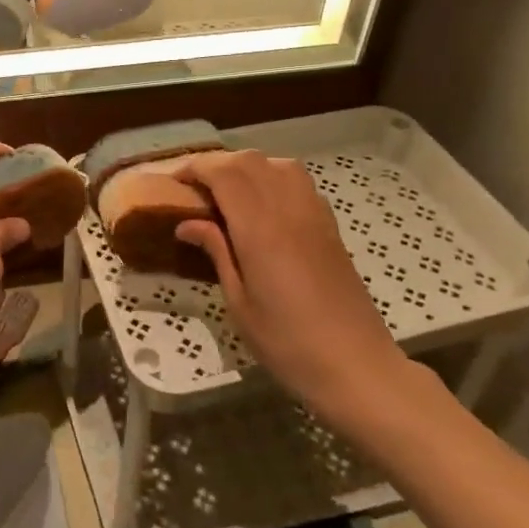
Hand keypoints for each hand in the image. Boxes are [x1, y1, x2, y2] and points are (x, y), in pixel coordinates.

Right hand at [174, 150, 408, 413]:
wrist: (356, 366)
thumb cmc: (287, 343)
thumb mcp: (239, 303)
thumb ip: (217, 253)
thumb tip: (187, 224)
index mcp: (260, 229)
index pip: (224, 173)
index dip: (194, 168)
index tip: (172, 183)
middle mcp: (288, 209)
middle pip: (249, 161)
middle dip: (215, 164)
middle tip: (192, 187)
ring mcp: (314, 214)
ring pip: (277, 164)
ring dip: (246, 167)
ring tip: (226, 191)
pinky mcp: (330, 226)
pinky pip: (299, 182)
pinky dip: (273, 178)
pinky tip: (262, 204)